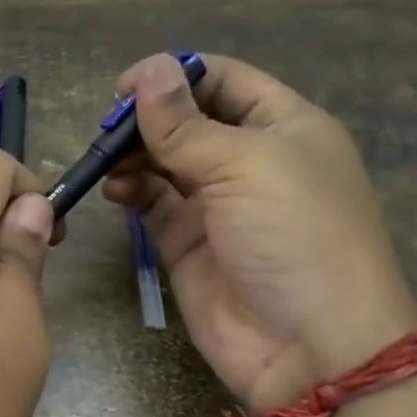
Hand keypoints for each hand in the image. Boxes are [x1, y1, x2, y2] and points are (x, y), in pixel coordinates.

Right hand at [103, 53, 416, 413]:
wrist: (310, 347)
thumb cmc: (295, 236)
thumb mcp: (246, 166)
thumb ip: (186, 124)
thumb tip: (147, 70)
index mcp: (284, 126)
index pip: (224, 80)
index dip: (175, 74)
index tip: (125, 86)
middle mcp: (250, 159)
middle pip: (188, 119)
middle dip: (147, 117)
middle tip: (107, 128)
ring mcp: (217, 203)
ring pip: (164, 160)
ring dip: (133, 153)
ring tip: (106, 160)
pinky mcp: (188, 242)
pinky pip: (152, 203)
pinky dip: (130, 190)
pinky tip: (114, 190)